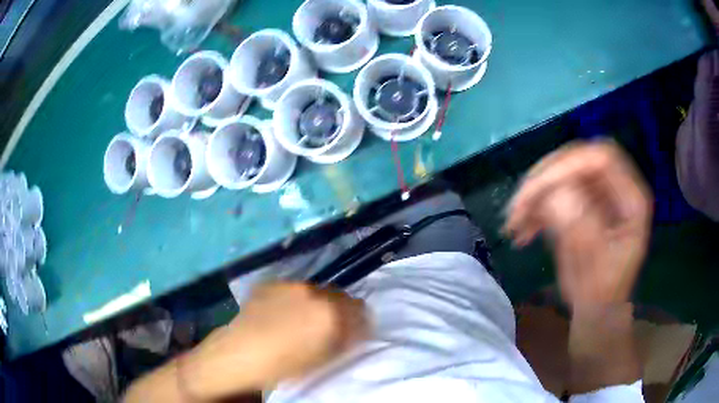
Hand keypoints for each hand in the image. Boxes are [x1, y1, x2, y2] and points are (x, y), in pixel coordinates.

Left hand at [183, 283, 367, 398]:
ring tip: (302, 317)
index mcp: (332, 313)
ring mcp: (291, 284)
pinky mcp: (272, 283)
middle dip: (339, 308)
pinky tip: (281, 312)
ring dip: (316, 301)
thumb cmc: (286, 364)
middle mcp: (315, 292)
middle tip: (328, 323)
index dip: (359, 319)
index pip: (359, 308)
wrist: (242, 352)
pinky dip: (294, 298)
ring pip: (315, 290)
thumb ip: (345, 339)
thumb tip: (357, 329)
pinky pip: (292, 288)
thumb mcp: (324, 358)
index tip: (354, 329)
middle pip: (339, 295)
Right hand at [504, 141, 652, 306]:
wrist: (597, 311)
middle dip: (544, 179)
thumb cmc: (601, 296)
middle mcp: (615, 189)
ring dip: (534, 195)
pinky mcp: (580, 204)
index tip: (535, 193)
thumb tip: (554, 194)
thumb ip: (580, 230)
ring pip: (561, 174)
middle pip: (577, 161)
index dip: (567, 167)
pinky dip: (534, 208)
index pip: (600, 160)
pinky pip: (553, 193)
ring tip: (514, 224)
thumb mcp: (594, 268)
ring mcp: (597, 195)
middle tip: (518, 206)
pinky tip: (521, 230)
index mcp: (631, 200)